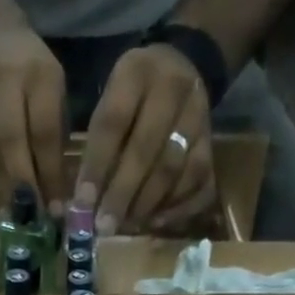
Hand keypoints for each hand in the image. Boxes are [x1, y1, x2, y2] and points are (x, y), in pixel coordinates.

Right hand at [0, 27, 67, 217]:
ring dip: (3, 194)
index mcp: (37, 75)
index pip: (43, 131)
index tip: (56, 211)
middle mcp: (1, 84)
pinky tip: (0, 208)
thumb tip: (57, 198)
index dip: (49, 174)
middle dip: (22, 190)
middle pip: (10, 145)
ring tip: (17, 225)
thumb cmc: (33, 74)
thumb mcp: (55, 94)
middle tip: (33, 225)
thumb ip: (55, 140)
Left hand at [76, 45, 216, 235]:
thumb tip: (84, 203)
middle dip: (121, 194)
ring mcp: (199, 115)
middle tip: (105, 226)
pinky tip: (155, 222)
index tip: (82, 205)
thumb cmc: (135, 95)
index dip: (96, 168)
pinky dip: (176, 208)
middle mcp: (172, 88)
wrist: (185, 68)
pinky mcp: (212, 143)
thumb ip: (98, 144)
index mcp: (136, 72)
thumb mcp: (110, 99)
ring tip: (126, 225)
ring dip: (146, 204)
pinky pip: (198, 183)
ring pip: (172, 169)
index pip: (113, 123)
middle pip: (145, 150)